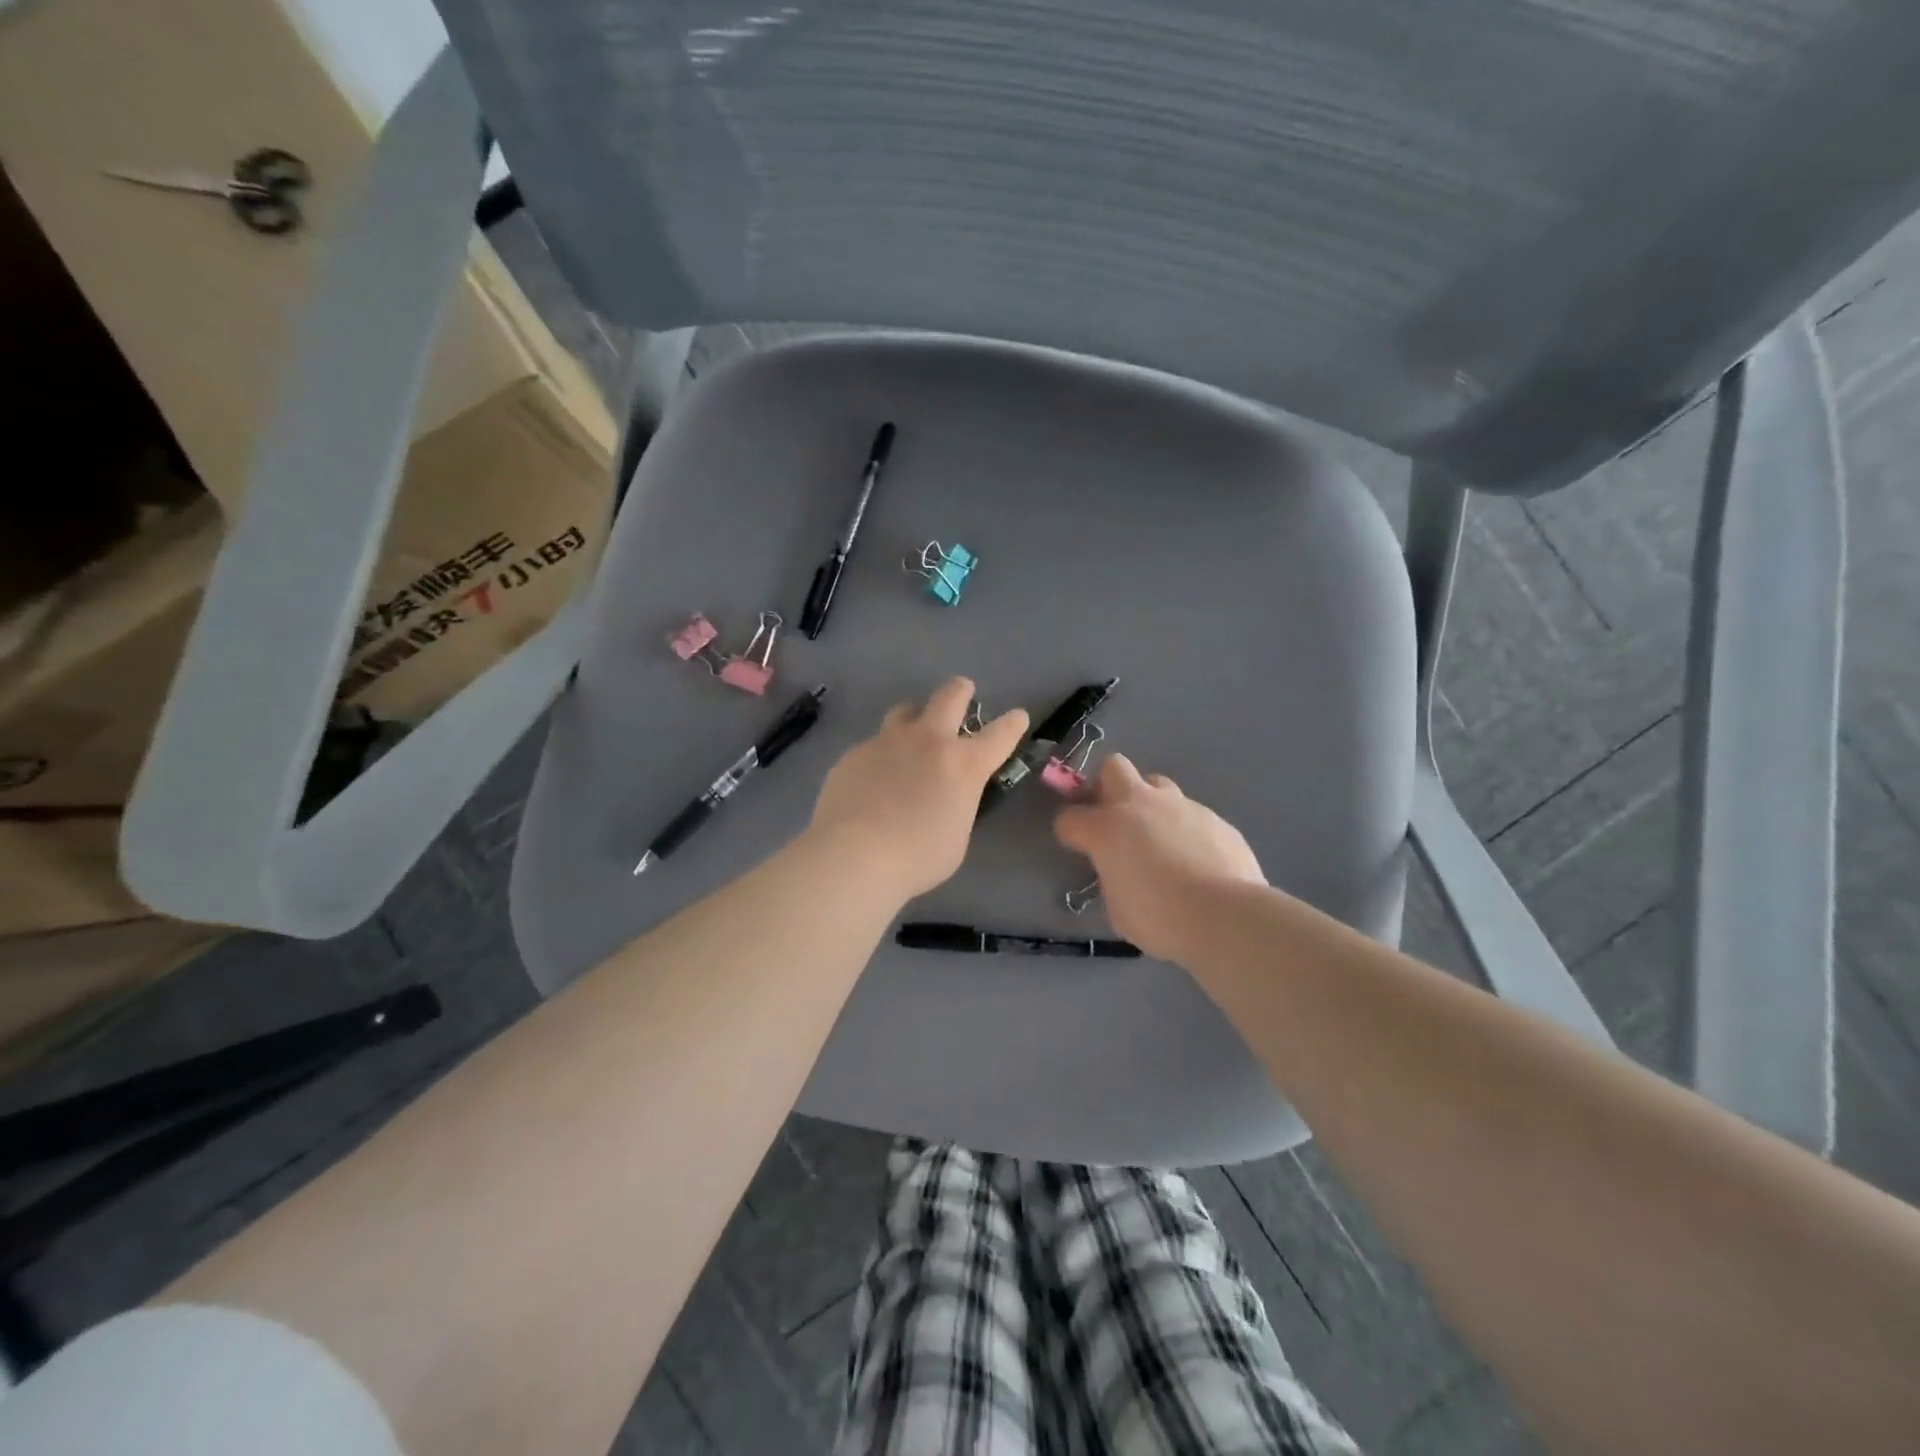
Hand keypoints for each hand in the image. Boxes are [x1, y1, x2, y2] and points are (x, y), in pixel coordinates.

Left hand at [809, 677, 1028, 902]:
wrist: (854, 855)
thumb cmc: (917, 857)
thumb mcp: (956, 837)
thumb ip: (958, 806)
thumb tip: (947, 798)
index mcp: (964, 765)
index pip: (1000, 734)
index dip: (1013, 724)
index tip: (1017, 717)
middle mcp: (929, 741)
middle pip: (950, 696)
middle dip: (961, 691)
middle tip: (963, 692)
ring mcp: (888, 742)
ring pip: (905, 711)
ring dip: (915, 717)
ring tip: (912, 734)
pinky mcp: (855, 753)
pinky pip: (874, 745)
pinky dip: (882, 756)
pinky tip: (873, 780)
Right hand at [1054, 755, 1265, 960]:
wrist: (1225, 915)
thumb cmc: (1159, 918)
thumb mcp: (1117, 908)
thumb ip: (1112, 879)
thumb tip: (1120, 872)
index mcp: (1106, 828)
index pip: (1069, 817)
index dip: (1069, 831)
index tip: (1076, 845)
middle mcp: (1140, 805)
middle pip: (1113, 767)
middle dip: (1108, 786)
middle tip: (1114, 817)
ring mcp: (1181, 806)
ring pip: (1158, 786)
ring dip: (1151, 806)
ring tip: (1161, 840)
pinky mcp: (1216, 818)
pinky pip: (1192, 815)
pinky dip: (1187, 831)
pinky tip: (1197, 861)